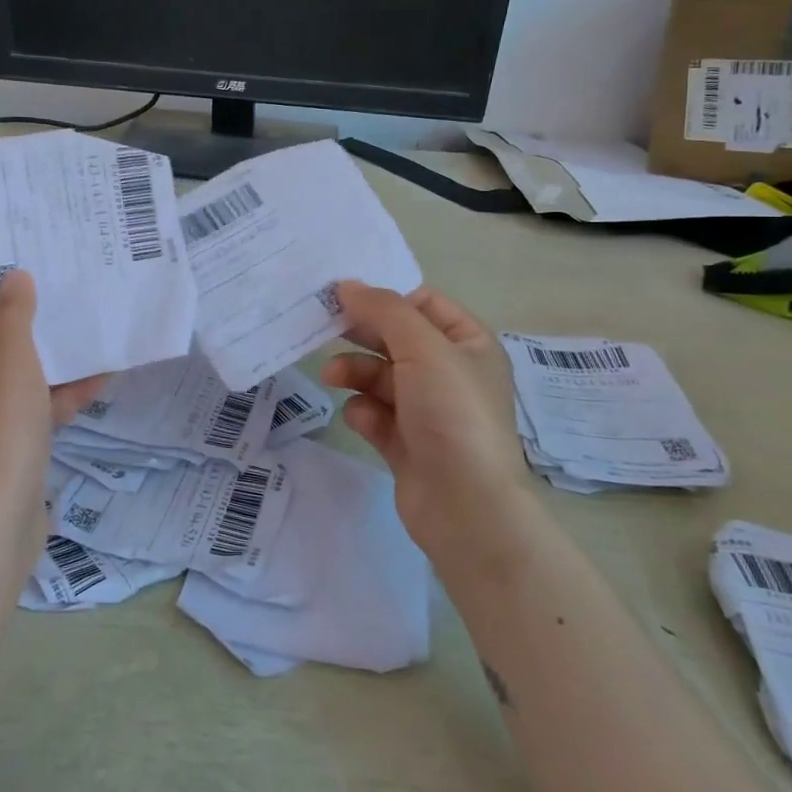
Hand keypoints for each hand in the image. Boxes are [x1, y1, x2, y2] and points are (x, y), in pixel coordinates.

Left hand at [0, 272, 107, 565]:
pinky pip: (40, 404)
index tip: (49, 259)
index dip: (10, 280)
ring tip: (103, 328)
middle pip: (5, 335)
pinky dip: (66, 393)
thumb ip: (14, 315)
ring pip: (28, 370)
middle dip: (43, 315)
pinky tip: (104, 379)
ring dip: (62, 354)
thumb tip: (14, 276)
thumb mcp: (7, 361)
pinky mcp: (12, 442)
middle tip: (84, 289)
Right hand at [320, 282, 526, 564]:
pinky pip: (376, 414)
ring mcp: (428, 410)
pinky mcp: (406, 443)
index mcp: (469, 344)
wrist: (466, 506)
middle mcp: (450, 373)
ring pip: (380, 376)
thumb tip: (347, 285)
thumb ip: (384, 311)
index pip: (423, 303)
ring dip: (354, 372)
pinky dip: (364, 412)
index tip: (343, 292)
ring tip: (331, 376)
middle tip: (323, 324)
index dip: (385, 295)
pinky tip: (360, 418)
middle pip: (396, 339)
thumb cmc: (453, 414)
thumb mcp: (423, 348)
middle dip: (361, 334)